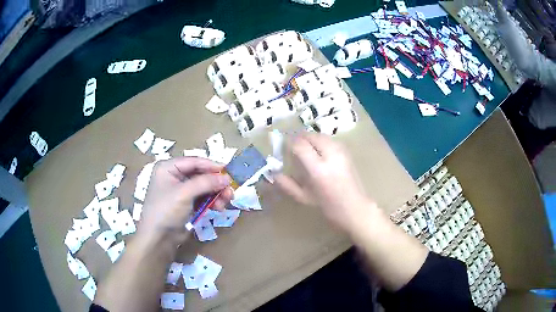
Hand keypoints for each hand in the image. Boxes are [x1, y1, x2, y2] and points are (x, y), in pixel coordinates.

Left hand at [138, 157, 232, 243]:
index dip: (211, 165)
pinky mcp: (186, 204)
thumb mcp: (184, 193)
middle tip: (229, 190)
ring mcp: (181, 191)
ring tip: (226, 201)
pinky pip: (203, 198)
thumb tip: (227, 178)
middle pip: (200, 174)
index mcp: (168, 168)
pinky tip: (219, 207)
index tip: (228, 171)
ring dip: (216, 193)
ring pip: (204, 187)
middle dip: (216, 182)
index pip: (193, 161)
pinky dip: (212, 201)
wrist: (158, 239)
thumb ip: (206, 183)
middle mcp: (174, 177)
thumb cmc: (166, 210)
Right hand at [274, 133, 375, 233]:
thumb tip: (274, 174)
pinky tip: (317, 152)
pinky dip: (319, 141)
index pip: (300, 145)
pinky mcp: (346, 151)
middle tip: (292, 148)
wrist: (355, 207)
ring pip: (320, 135)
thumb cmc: (328, 207)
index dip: (289, 143)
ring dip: (309, 139)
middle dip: (298, 138)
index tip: (282, 147)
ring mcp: (341, 151)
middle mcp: (331, 155)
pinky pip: (328, 139)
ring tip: (304, 149)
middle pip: (310, 136)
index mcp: (318, 169)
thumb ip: (287, 185)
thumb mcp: (304, 198)